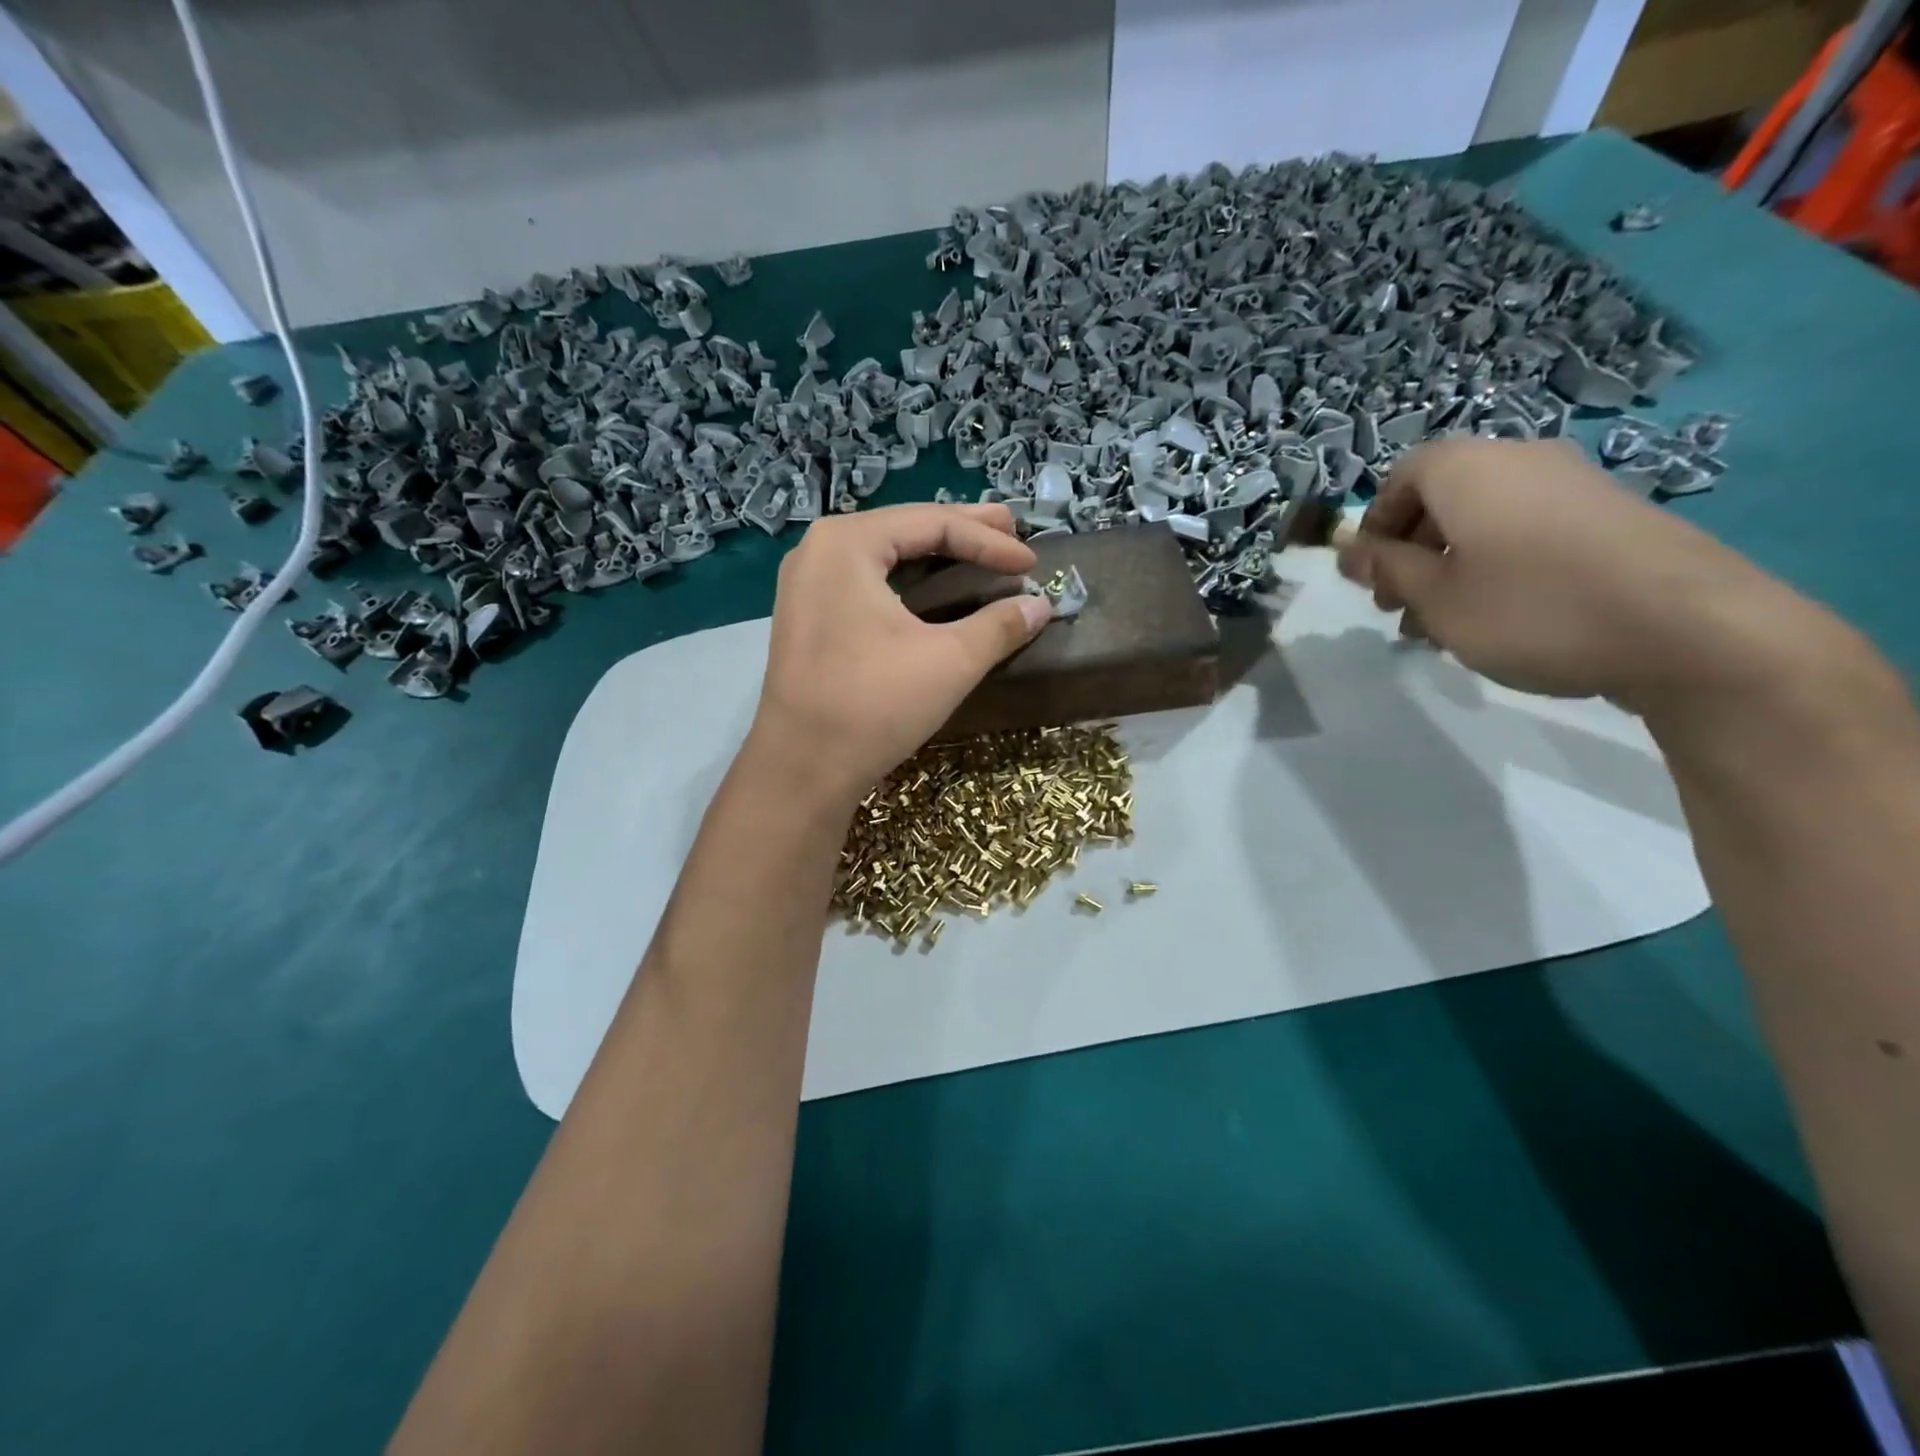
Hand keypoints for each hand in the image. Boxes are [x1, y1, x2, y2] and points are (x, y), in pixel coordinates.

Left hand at [747, 502, 1051, 805]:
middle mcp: (819, 549)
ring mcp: (807, 583)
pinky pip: (867, 581)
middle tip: (1011, 532)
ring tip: (981, 551)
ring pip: (885, 555)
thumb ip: (999, 626)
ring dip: (935, 554)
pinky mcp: (808, 616)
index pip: (932, 523)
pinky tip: (935, 588)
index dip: (989, 541)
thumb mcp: (949, 662)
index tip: (1032, 564)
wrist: (801, 768)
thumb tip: (1041, 606)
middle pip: (905, 529)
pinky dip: (908, 581)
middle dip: (963, 533)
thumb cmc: (874, 705)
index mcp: (848, 543)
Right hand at [1337, 438, 1830, 714]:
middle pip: (1442, 496)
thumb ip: (1386, 569)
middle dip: (1410, 551)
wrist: (1687, 627)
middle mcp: (1519, 459)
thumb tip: (1347, 551)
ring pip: (1484, 518)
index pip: (1399, 477)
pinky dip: (1498, 564)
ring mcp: (1573, 483)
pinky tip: (1503, 615)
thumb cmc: (1530, 607)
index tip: (1370, 577)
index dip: (1374, 526)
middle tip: (1401, 607)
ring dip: (1450, 564)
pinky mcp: (1611, 513)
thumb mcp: (1435, 598)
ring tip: (1447, 624)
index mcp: (1468, 469)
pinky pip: (1528, 528)